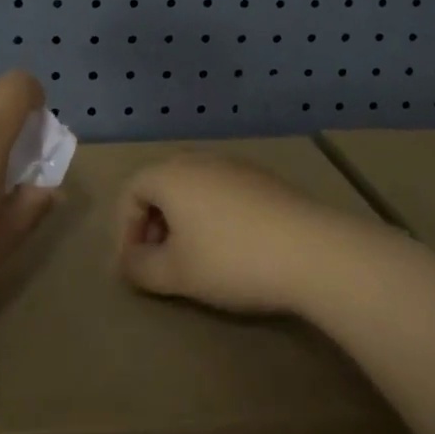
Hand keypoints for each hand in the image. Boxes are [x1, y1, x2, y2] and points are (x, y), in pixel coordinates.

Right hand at [116, 154, 369, 315]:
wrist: (310, 249)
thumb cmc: (231, 259)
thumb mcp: (176, 274)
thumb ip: (140, 268)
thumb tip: (128, 262)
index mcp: (171, 174)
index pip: (130, 190)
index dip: (124, 229)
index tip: (135, 266)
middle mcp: (199, 159)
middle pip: (162, 184)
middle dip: (153, 223)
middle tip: (160, 261)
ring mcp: (234, 165)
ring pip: (194, 187)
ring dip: (184, 219)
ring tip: (195, 258)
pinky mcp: (263, 178)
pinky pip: (222, 190)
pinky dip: (213, 215)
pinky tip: (231, 247)